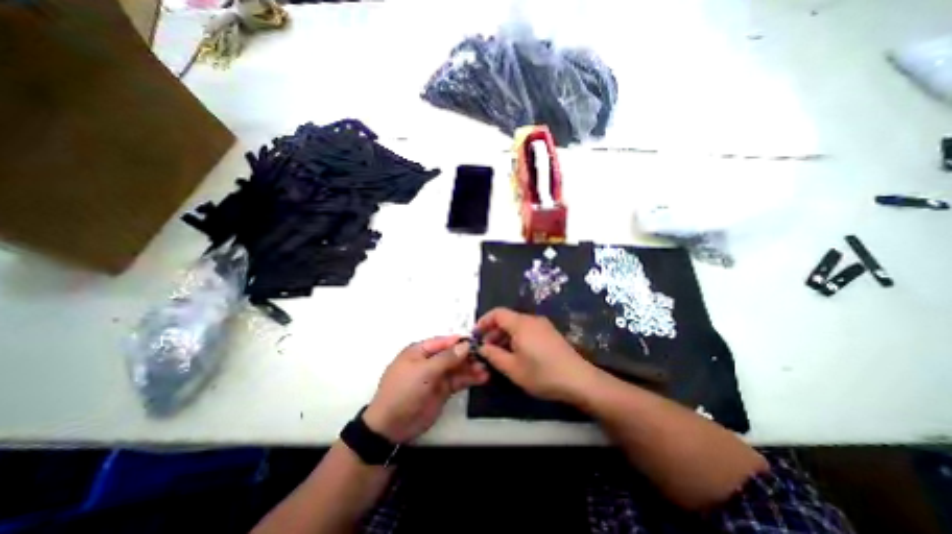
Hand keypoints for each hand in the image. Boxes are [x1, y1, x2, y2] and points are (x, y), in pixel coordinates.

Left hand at [362, 336, 486, 443]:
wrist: (392, 427)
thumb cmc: (404, 391)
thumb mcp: (424, 371)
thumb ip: (446, 358)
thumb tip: (465, 345)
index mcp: (420, 351)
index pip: (444, 342)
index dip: (460, 341)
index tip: (478, 342)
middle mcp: (430, 361)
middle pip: (453, 354)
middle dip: (469, 355)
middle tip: (486, 357)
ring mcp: (437, 376)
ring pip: (458, 367)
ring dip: (472, 367)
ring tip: (487, 369)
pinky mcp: (443, 390)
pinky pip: (459, 381)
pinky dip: (470, 379)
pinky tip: (482, 378)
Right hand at [474, 307, 597, 402]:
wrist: (579, 380)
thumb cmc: (542, 374)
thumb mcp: (513, 368)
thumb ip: (493, 355)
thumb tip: (482, 347)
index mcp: (521, 324)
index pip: (497, 313)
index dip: (483, 322)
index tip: (475, 336)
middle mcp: (531, 320)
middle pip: (507, 319)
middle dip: (493, 332)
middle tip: (486, 349)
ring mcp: (543, 326)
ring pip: (517, 325)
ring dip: (504, 336)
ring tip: (499, 355)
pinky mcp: (550, 333)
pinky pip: (527, 330)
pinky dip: (516, 338)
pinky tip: (516, 355)